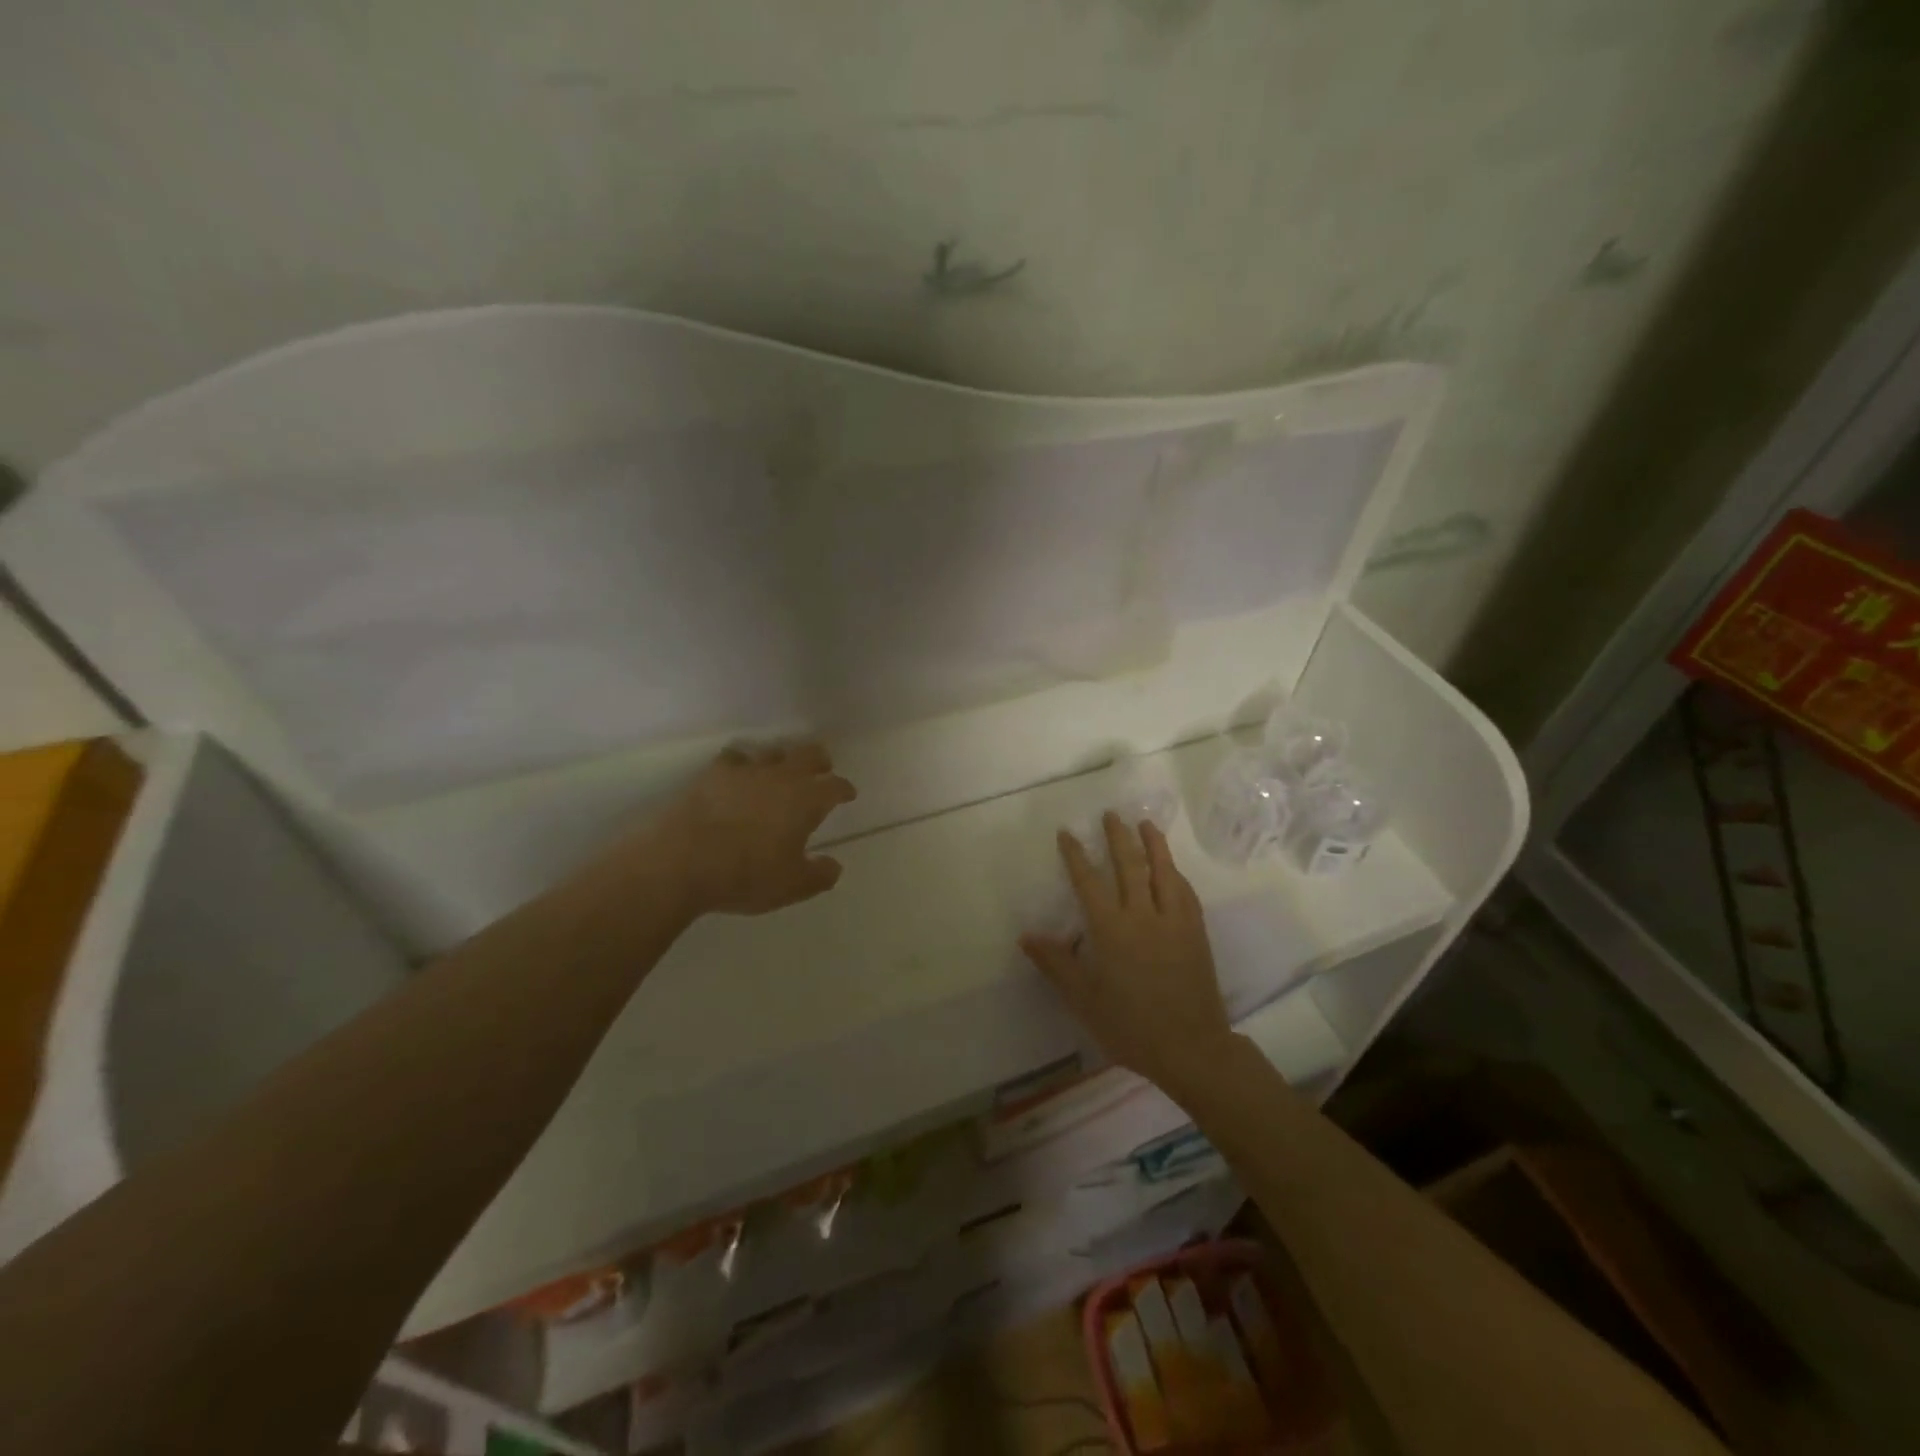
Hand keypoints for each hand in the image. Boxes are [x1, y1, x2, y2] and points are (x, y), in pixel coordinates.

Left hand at [653, 741, 856, 915]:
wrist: (681, 861)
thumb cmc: (746, 875)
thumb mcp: (792, 886)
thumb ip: (819, 875)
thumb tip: (833, 865)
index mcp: (806, 800)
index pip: (835, 786)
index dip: (844, 789)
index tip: (848, 794)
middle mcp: (781, 776)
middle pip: (808, 754)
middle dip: (819, 760)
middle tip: (822, 768)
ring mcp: (745, 771)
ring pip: (773, 752)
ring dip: (782, 759)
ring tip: (780, 771)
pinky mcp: (712, 774)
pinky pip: (735, 758)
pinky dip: (743, 763)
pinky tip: (739, 773)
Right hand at [1019, 812, 1236, 1096]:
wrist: (1191, 1048)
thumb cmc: (1131, 1026)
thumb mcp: (1084, 1000)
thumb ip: (1057, 964)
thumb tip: (1027, 935)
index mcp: (1112, 930)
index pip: (1089, 882)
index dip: (1076, 855)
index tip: (1067, 832)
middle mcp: (1143, 916)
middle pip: (1130, 865)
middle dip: (1118, 837)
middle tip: (1111, 814)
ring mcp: (1174, 921)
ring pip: (1163, 871)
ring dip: (1153, 844)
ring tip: (1145, 824)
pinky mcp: (1196, 932)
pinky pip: (1185, 892)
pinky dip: (1175, 873)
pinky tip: (1172, 868)